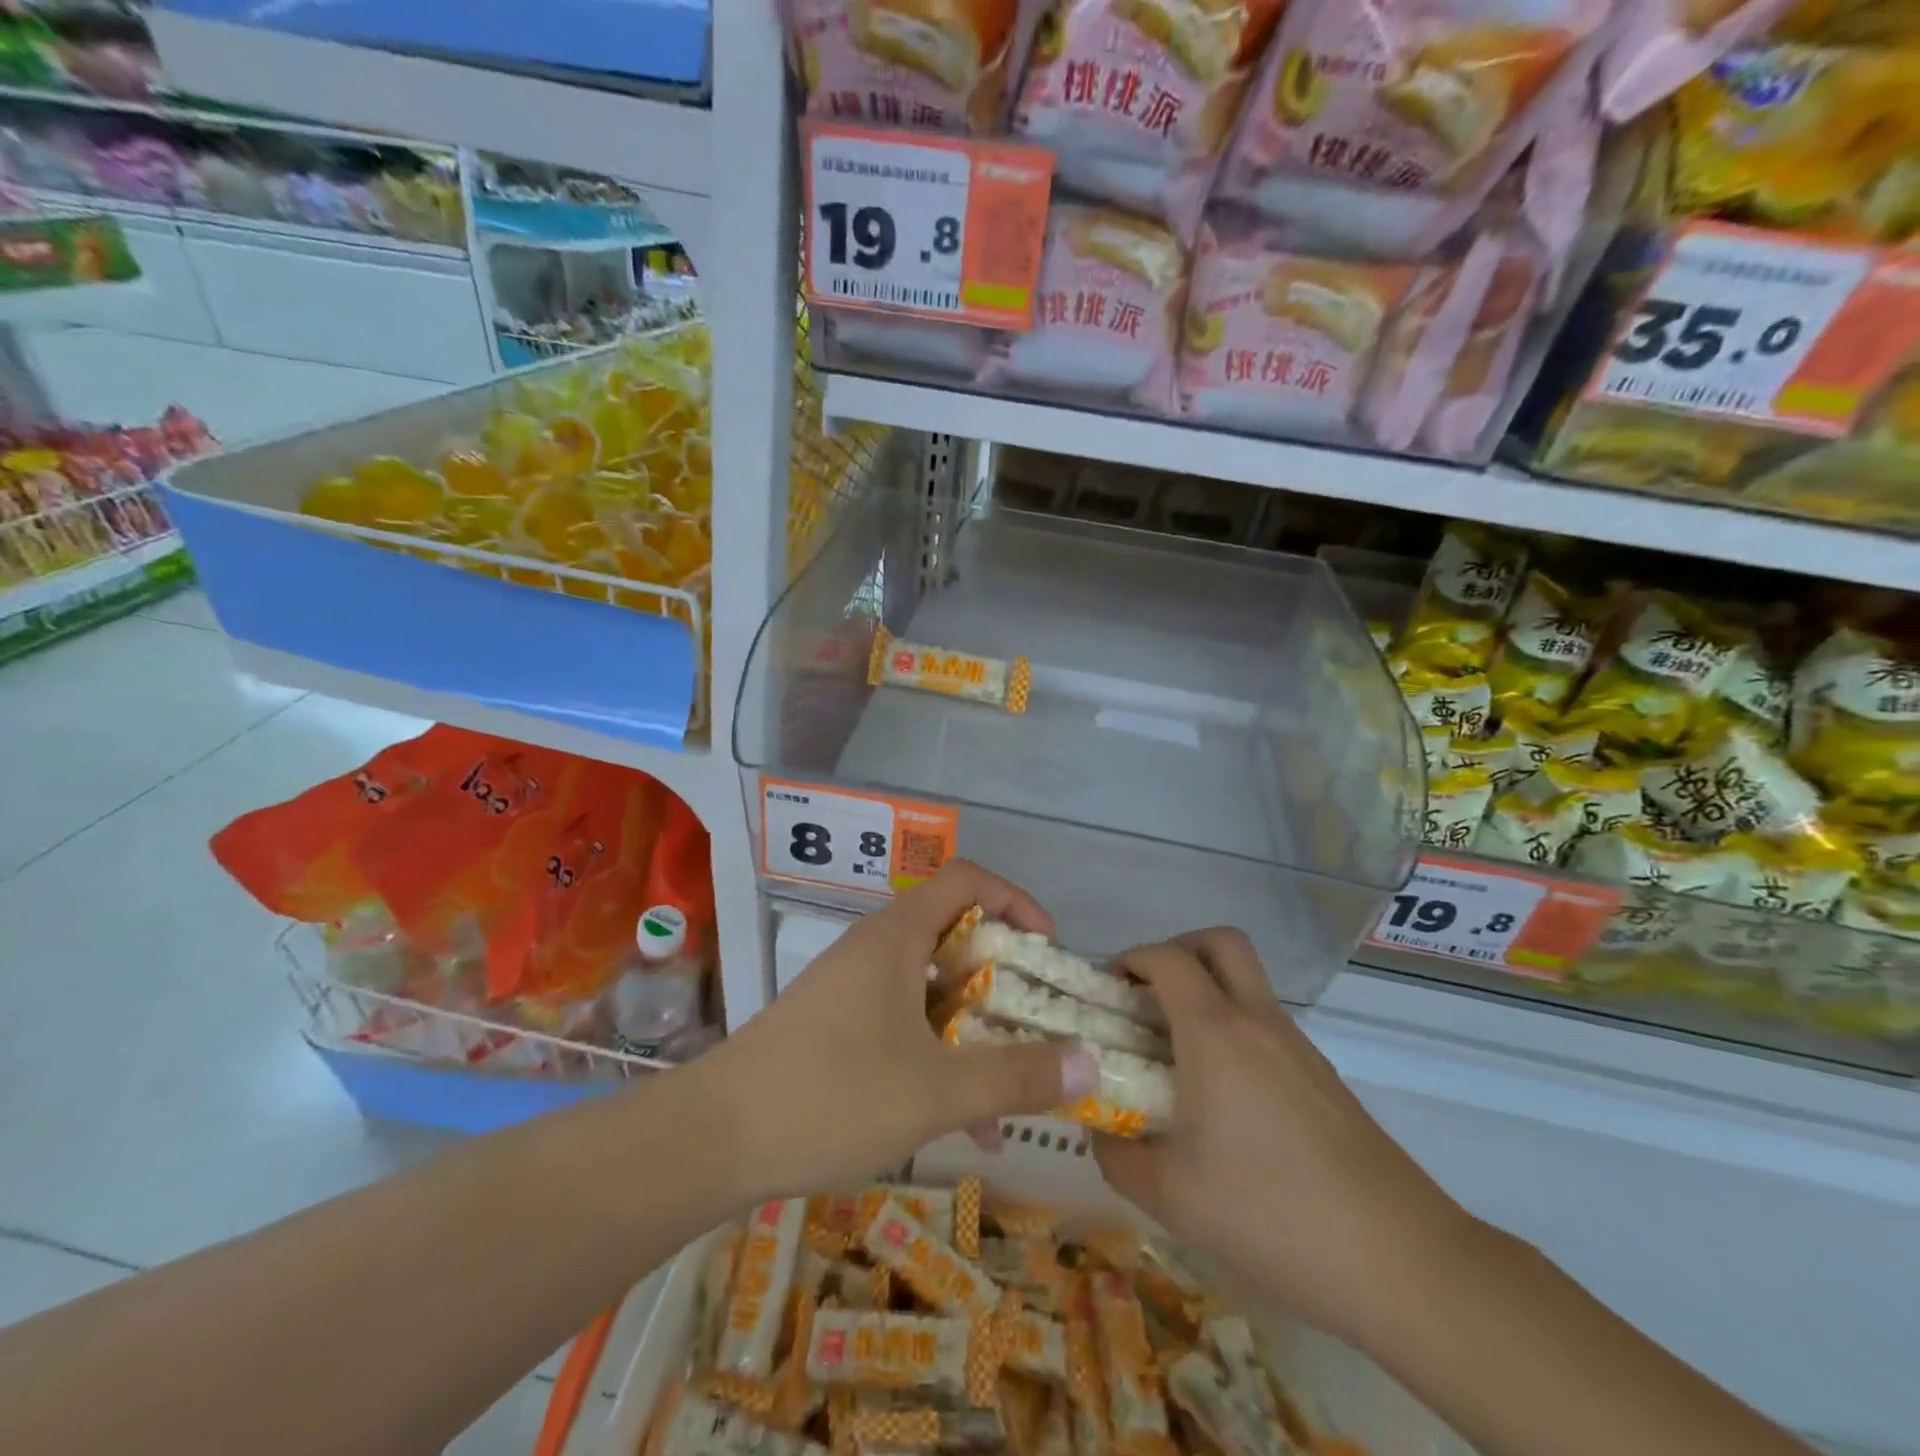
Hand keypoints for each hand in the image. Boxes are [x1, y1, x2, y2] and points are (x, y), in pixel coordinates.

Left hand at [696, 859, 1098, 1203]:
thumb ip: (1017, 1076)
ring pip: (932, 989)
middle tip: (1039, 1020)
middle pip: (955, 935)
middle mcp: (875, 948)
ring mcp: (852, 987)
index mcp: (898, 935)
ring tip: (1009, 1091)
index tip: (1048, 950)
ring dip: (974, 1030)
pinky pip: (905, 1022)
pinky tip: (960, 1122)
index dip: (1016, 901)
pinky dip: (939, 1055)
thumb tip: (1091, 1064)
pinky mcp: (835, 1026)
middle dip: (1004, 977)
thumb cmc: (831, 1095)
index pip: (968, 880)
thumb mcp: (937, 1092)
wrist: (712, 1140)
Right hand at [1094, 929, 1474, 1351]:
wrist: (1401, 1262)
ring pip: (1247, 982)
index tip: (1105, 993)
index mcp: (1215, 1033)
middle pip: (1220, 942)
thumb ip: (1119, 1157)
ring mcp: (1298, 1046)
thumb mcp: (1171, 1197)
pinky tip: (1224, 1096)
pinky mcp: (1324, 1076)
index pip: (1166, 958)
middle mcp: (1258, 1021)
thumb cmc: (1272, 1214)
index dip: (1129, 960)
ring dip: (1207, 991)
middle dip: (1177, 951)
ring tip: (1176, 1052)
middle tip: (1147, 996)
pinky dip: (1234, 1029)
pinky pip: (1267, 1023)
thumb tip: (1100, 1133)